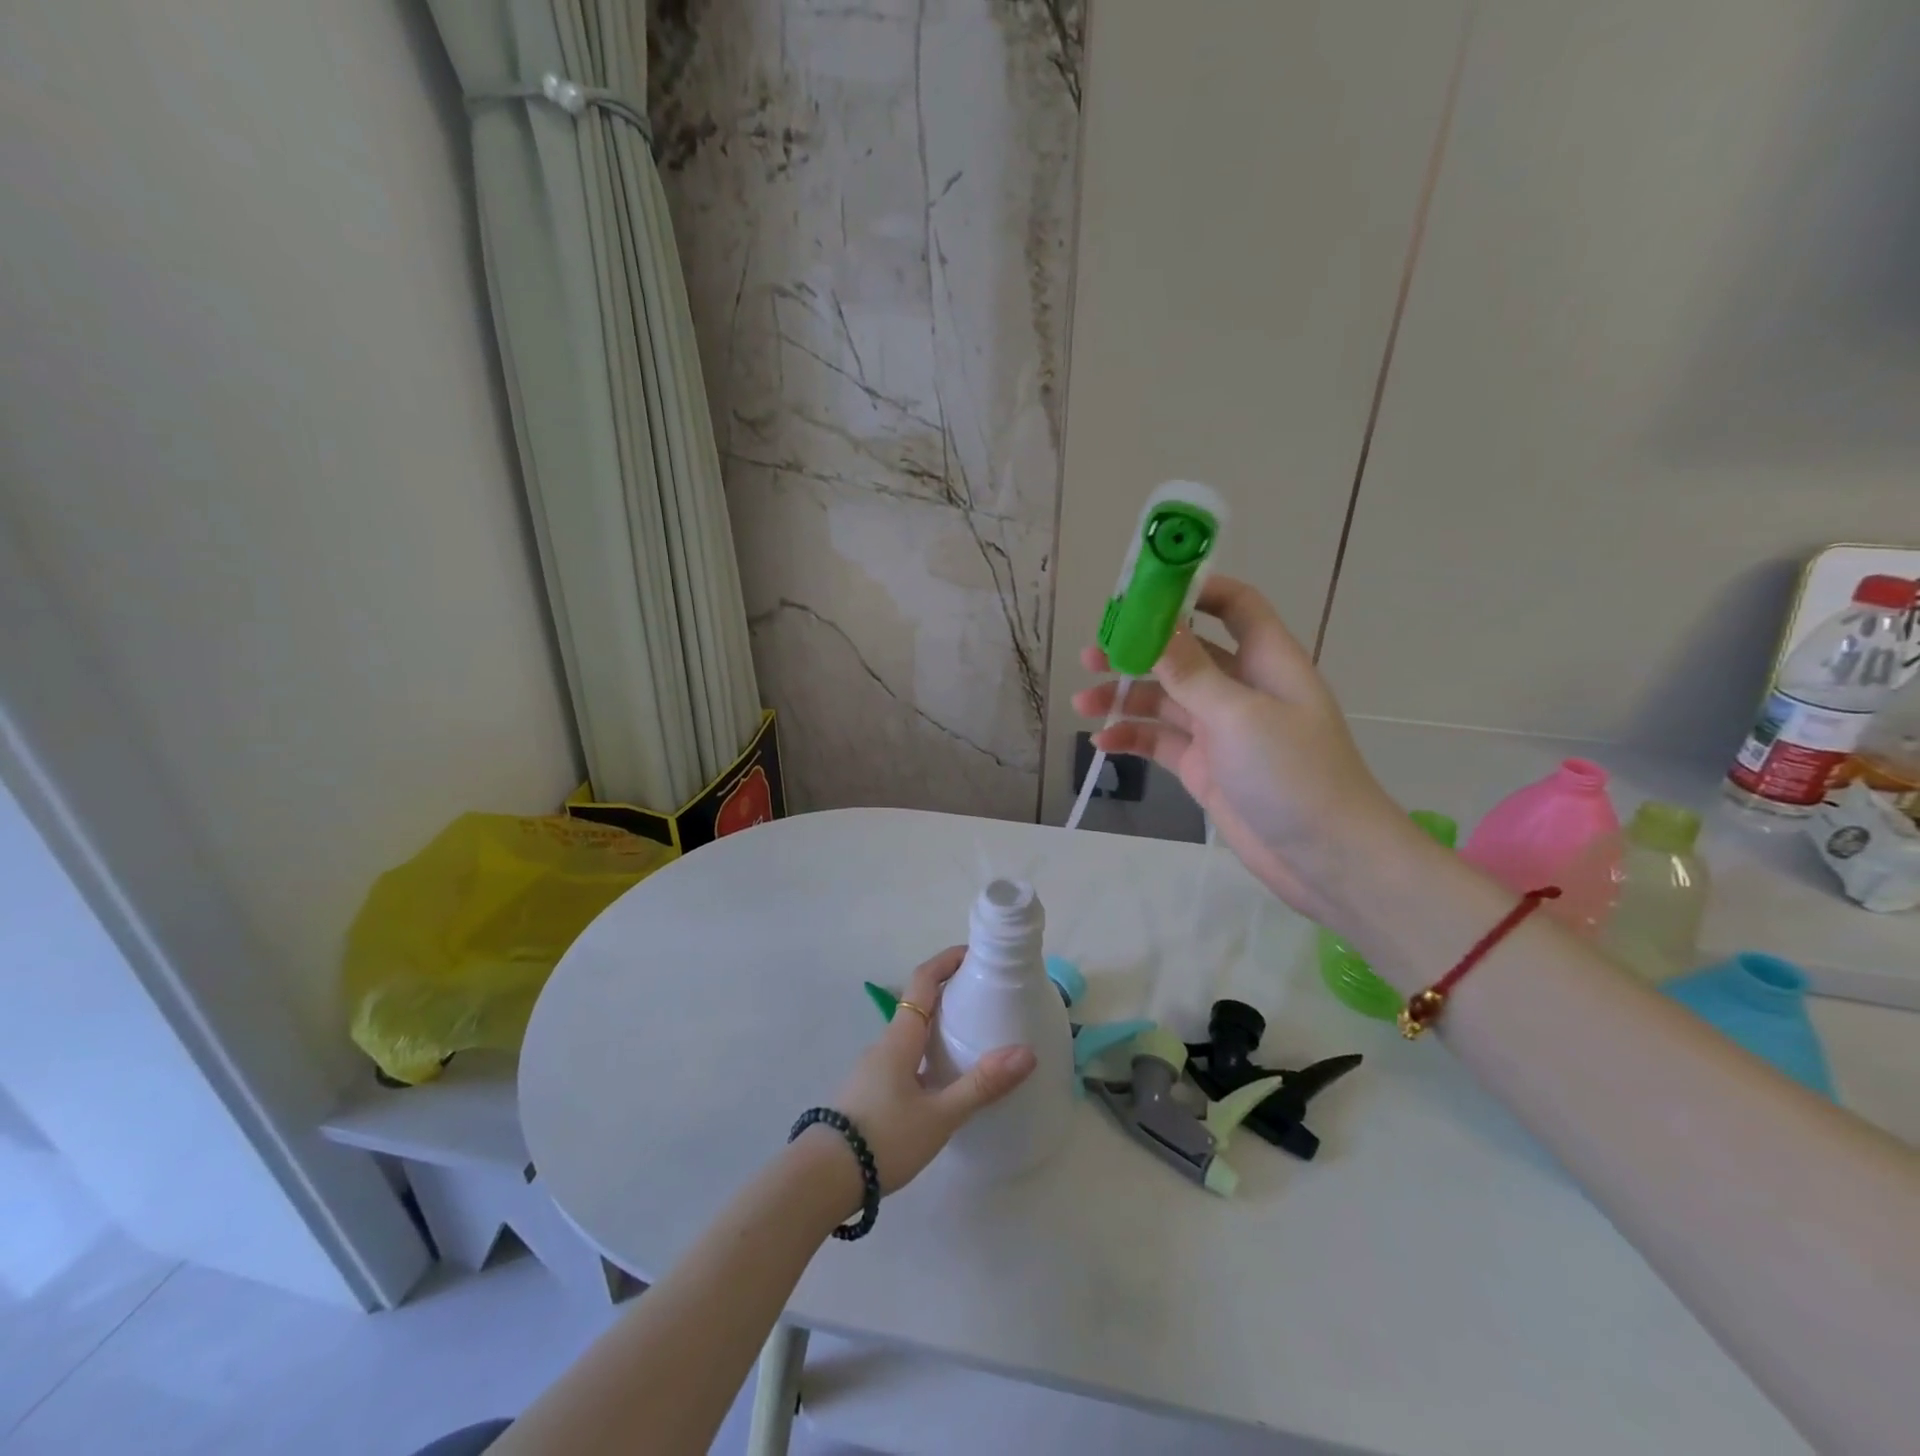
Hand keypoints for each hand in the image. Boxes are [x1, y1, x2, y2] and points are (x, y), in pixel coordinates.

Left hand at [830, 947, 1035, 1193]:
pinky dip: (929, 1052)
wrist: (822, 1178)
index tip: (975, 954)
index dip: (947, 961)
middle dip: (950, 993)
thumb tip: (1026, 1052)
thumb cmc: (883, 1137)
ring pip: (912, 1034)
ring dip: (939, 1025)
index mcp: (901, 1037)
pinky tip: (945, 1080)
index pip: (924, 980)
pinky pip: (906, 1057)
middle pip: (919, 1004)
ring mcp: (875, 1068)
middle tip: (986, 998)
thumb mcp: (939, 1115)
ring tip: (973, 1038)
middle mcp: (886, 1044)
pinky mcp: (871, 1092)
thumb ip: (981, 1085)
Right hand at [1073, 574, 1411, 926]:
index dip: (1194, 591)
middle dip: (1138, 651)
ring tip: (1083, 704)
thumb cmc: (1293, 774)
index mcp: (1265, 662)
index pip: (1234, 606)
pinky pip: (1161, 741)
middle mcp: (1241, 688)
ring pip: (1164, 699)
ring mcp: (1221, 730)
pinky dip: (1133, 738)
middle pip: (1184, 653)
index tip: (1145, 593)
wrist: (1324, 858)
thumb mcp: (1238, 715)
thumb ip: (1191, 672)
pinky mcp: (1205, 767)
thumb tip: (1153, 625)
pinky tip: (1103, 744)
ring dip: (1124, 697)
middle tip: (1092, 655)